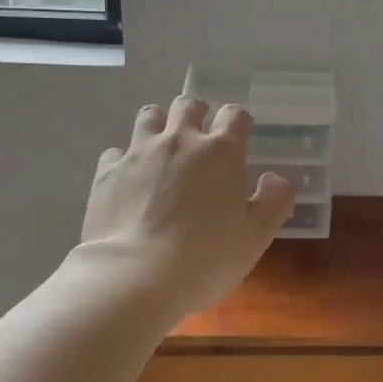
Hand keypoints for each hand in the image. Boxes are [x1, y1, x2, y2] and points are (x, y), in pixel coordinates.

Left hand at [81, 97, 294, 314]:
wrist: (136, 276)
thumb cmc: (206, 257)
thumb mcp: (256, 236)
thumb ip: (274, 200)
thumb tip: (274, 178)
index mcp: (220, 152)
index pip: (235, 115)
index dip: (239, 121)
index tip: (240, 135)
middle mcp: (179, 141)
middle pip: (189, 105)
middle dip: (198, 113)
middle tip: (200, 136)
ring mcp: (139, 153)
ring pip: (150, 116)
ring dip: (160, 124)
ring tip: (163, 146)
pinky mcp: (107, 172)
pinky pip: (116, 151)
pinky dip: (125, 159)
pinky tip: (129, 178)